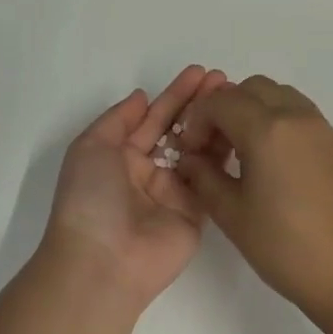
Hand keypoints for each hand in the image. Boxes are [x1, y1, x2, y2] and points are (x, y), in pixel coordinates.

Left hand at [39, 66, 228, 309]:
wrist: (103, 261)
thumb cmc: (90, 198)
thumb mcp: (91, 147)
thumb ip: (119, 119)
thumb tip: (141, 96)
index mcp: (119, 155)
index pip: (153, 118)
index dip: (175, 95)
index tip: (200, 72)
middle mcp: (148, 171)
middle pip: (179, 130)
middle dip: (200, 104)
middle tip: (225, 80)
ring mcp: (174, 192)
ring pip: (199, 150)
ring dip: (216, 124)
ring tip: (238, 99)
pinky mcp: (196, 212)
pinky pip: (212, 178)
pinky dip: (224, 155)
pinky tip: (241, 131)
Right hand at [174, 75, 332, 309]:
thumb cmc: (286, 247)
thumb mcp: (232, 215)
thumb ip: (204, 178)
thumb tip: (190, 159)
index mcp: (267, 130)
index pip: (221, 101)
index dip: (197, 120)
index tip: (191, 151)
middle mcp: (297, 117)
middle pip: (251, 89)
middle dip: (225, 109)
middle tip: (214, 147)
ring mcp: (322, 129)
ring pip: (279, 96)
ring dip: (253, 111)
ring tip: (243, 153)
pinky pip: (300, 114)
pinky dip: (278, 122)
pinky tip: (271, 164)